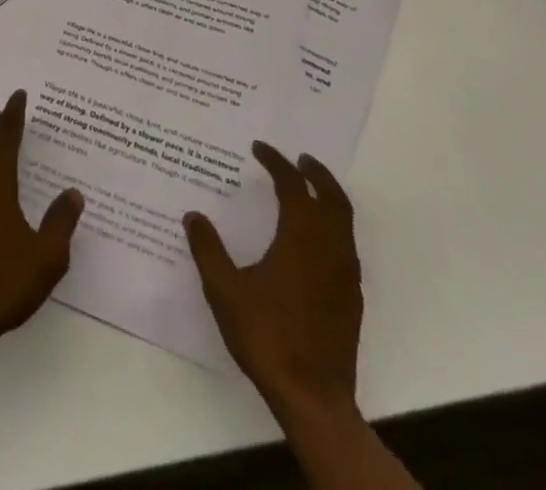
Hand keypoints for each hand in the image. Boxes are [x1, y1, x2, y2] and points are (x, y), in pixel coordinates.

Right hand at [184, 142, 362, 412]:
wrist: (313, 398)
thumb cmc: (267, 336)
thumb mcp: (225, 290)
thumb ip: (208, 249)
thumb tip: (193, 216)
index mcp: (301, 237)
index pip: (293, 185)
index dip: (276, 162)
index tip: (260, 147)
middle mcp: (330, 247)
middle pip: (332, 197)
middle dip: (316, 173)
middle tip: (299, 158)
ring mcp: (346, 274)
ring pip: (344, 221)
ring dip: (329, 198)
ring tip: (309, 190)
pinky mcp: (352, 298)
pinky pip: (347, 246)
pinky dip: (334, 226)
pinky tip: (315, 240)